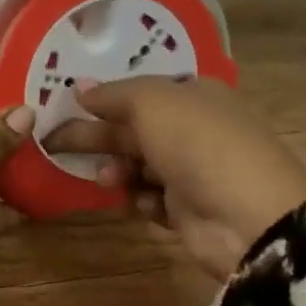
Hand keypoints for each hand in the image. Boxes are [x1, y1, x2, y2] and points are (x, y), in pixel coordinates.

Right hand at [45, 76, 305, 280]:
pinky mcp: (188, 209)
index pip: (140, 90)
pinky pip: (150, 198)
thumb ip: (112, 94)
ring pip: (137, 164)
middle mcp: (193, 128)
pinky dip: (140, 199)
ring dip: (117, 169)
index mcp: (193, 94)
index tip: (68, 104)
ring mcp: (192, 170)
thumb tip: (79, 87)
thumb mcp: (152, 103)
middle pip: (132, 127)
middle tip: (54, 141)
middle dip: (97, 135)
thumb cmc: (199, 145)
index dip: (104, 96)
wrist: (251, 218)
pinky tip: (140, 202)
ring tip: (107, 178)